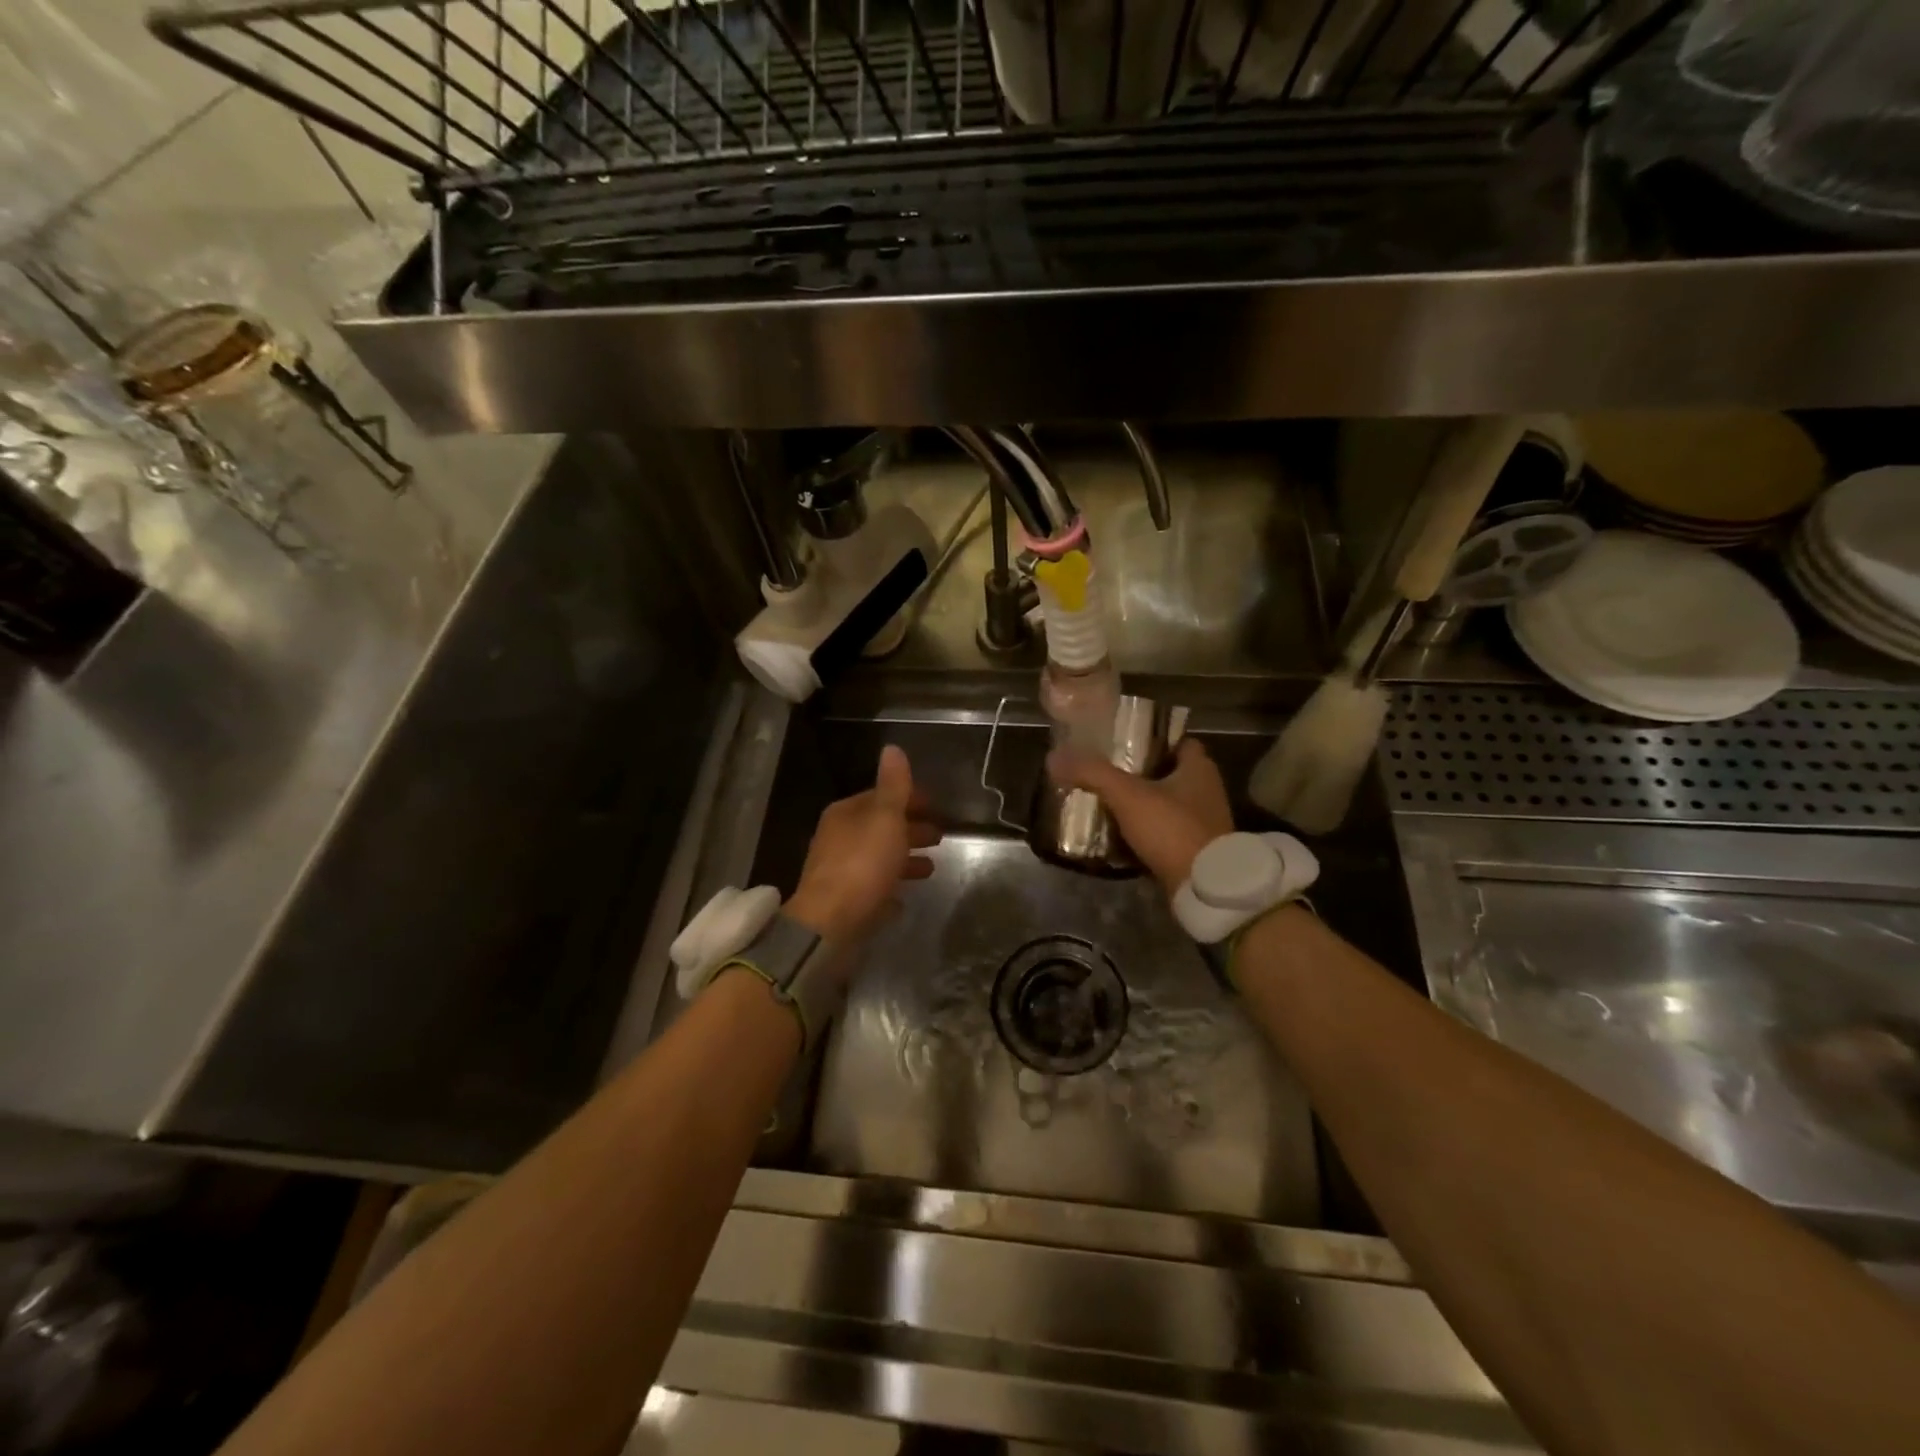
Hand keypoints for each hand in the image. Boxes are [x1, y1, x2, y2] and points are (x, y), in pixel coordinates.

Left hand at [787, 745, 940, 943]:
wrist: (830, 924)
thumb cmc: (862, 864)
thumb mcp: (885, 818)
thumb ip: (893, 786)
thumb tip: (893, 749)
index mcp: (847, 814)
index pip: (881, 797)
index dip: (910, 799)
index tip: (935, 807)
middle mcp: (839, 839)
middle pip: (881, 829)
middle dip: (910, 830)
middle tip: (940, 837)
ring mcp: (840, 873)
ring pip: (878, 860)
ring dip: (903, 861)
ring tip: (931, 869)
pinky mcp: (844, 903)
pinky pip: (872, 890)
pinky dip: (888, 889)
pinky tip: (903, 899)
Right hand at [1046, 739, 1233, 893]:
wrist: (1203, 888)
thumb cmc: (1172, 829)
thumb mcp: (1127, 795)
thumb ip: (1092, 773)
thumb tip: (1054, 757)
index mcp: (1199, 768)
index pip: (1177, 741)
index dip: (1151, 739)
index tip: (1121, 742)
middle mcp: (1206, 791)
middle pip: (1169, 773)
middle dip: (1140, 773)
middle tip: (1105, 773)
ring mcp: (1203, 823)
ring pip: (1166, 804)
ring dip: (1141, 804)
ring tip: (1106, 803)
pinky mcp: (1195, 851)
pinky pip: (1165, 832)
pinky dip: (1145, 832)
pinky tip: (1119, 835)